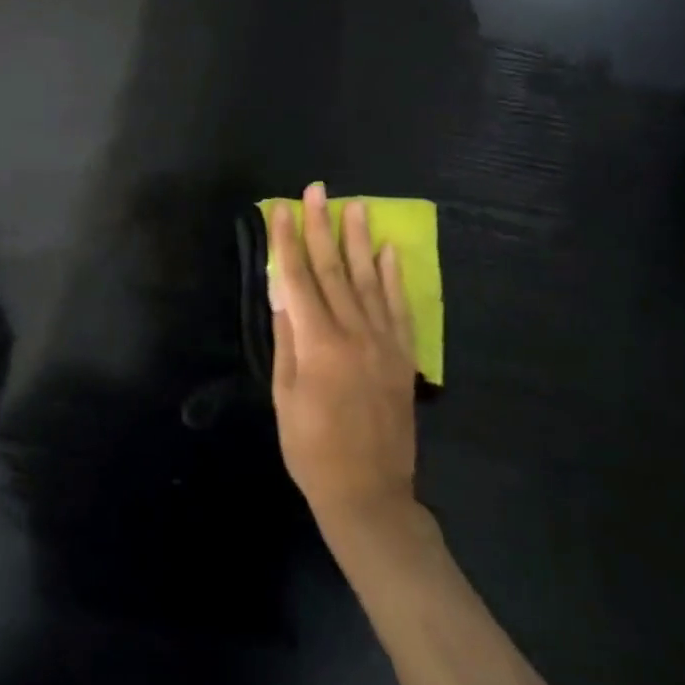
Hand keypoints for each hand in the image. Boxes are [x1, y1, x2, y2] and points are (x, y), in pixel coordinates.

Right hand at [269, 182, 418, 539]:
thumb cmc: (312, 449)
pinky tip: (388, 251)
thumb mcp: (285, 396)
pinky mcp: (403, 356)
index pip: (298, 278)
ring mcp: (383, 343)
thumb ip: (286, 339)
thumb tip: (282, 291)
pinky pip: (399, 308)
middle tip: (317, 190)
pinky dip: (393, 277)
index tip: (281, 209)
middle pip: (333, 269)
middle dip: (322, 226)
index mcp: (318, 344)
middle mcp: (353, 333)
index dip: (286, 241)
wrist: (369, 494)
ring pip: (368, 280)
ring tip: (356, 205)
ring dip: (359, 240)